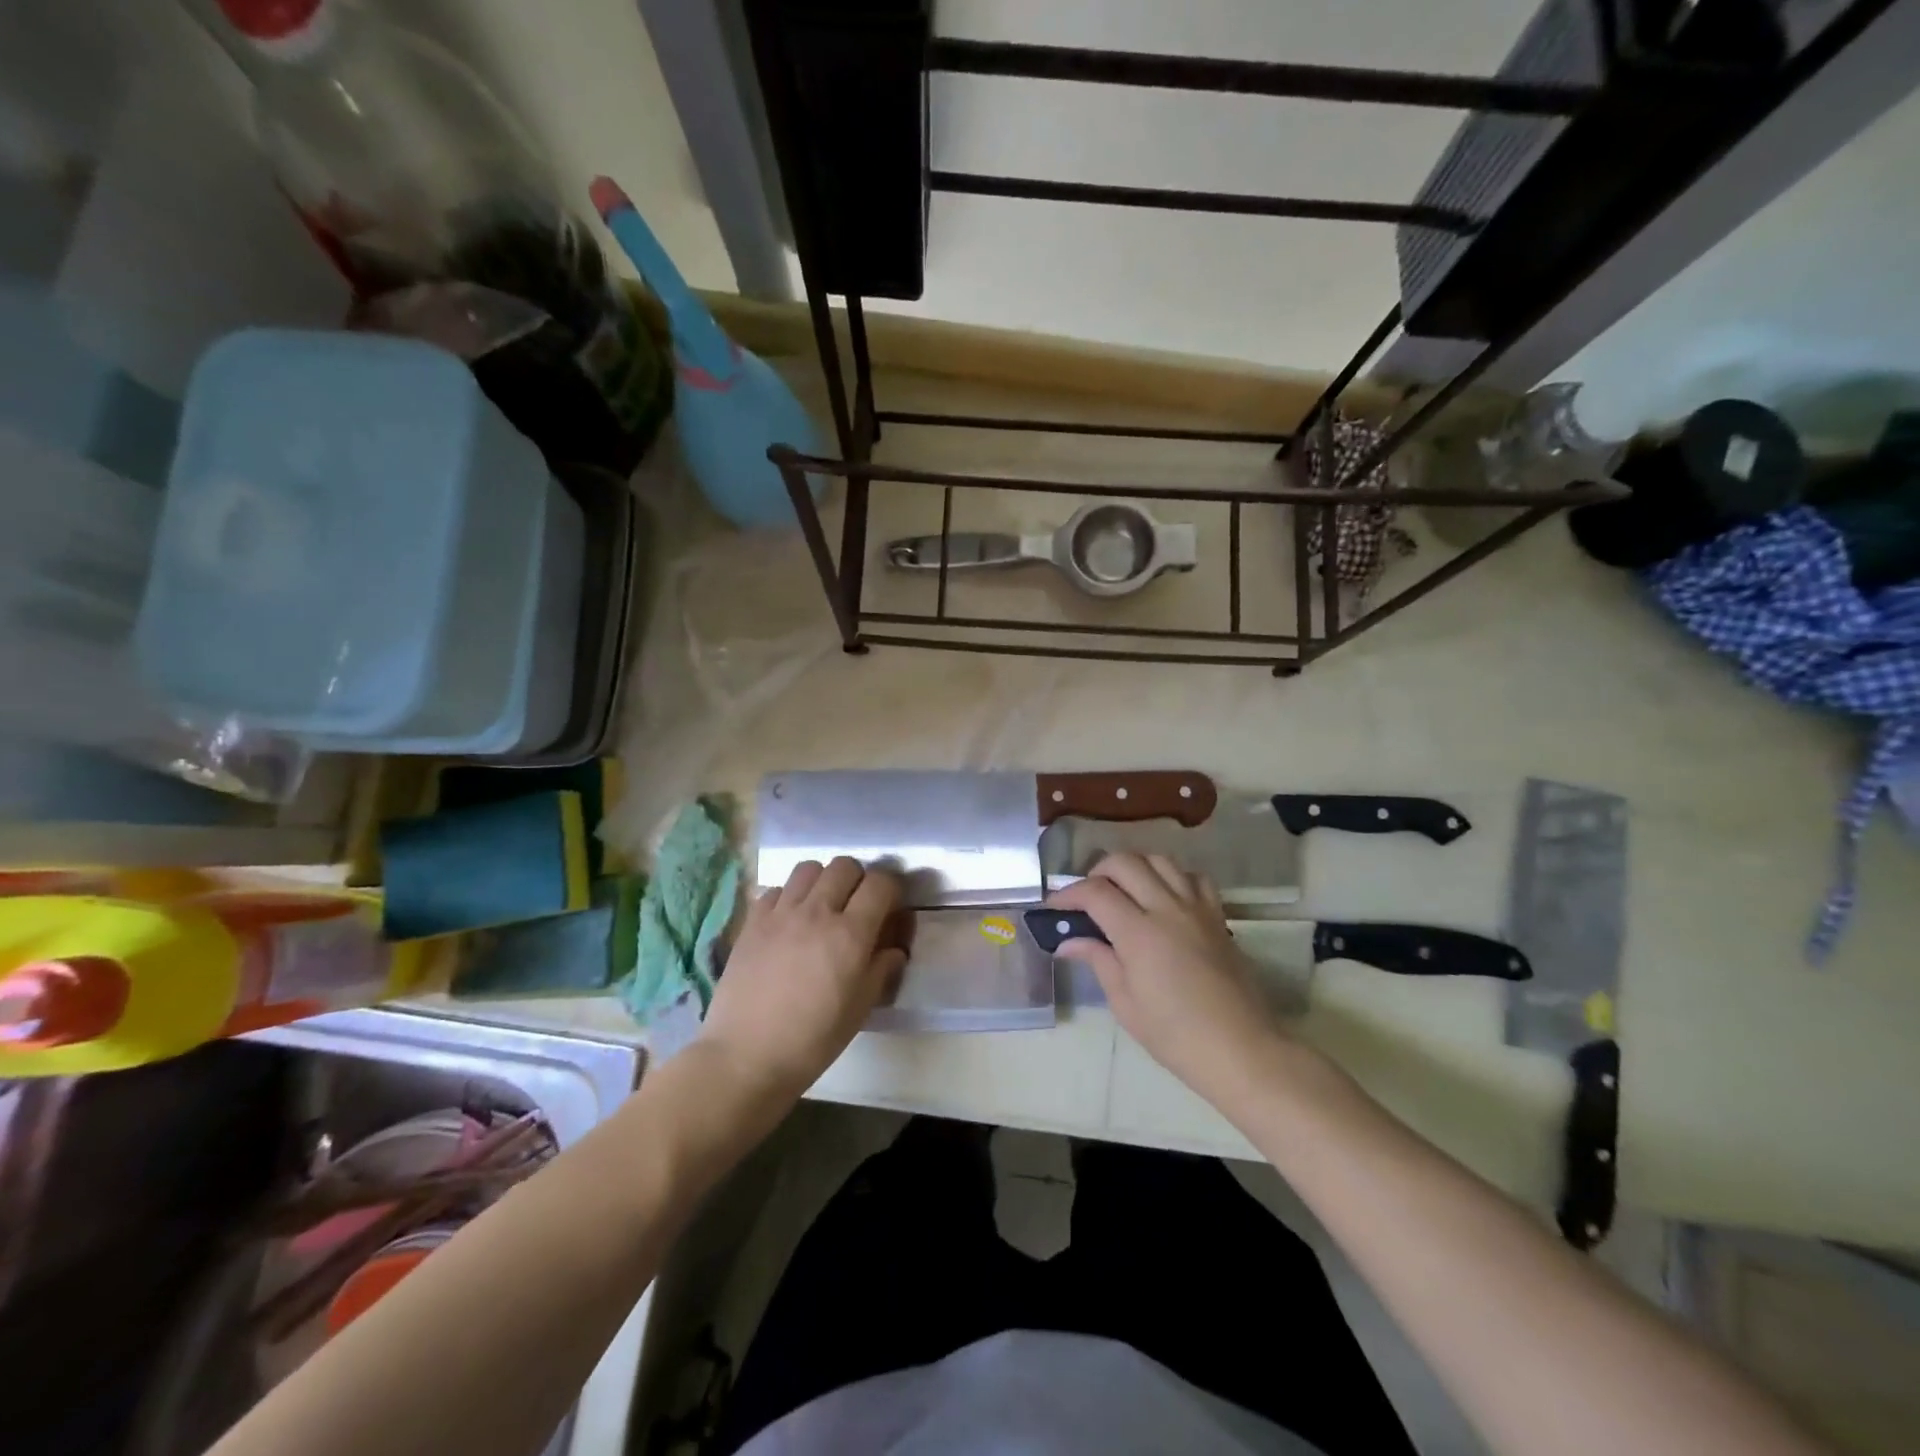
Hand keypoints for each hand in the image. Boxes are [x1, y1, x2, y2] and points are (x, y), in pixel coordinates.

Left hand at [698, 857, 905, 1106]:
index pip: (880, 883)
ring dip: (823, 881)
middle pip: (845, 865)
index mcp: (850, 934)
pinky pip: (777, 888)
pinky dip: (789, 896)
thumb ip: (882, 969)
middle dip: (858, 879)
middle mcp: (817, 911)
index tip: (890, 906)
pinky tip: (789, 921)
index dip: (891, 888)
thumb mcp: (861, 1008)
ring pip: (809, 868)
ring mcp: (781, 912)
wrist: (746, 1056)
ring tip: (822, 906)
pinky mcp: (753, 920)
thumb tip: (894, 948)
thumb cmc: (813, 1039)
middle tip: (857, 906)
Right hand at [1049, 853, 1283, 1106]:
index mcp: (1139, 933)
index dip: (1068, 895)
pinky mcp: (1217, 916)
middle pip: (1125, 863)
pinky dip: (1173, 877)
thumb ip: (1098, 961)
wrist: (1240, 1050)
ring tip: (1124, 891)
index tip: (1054, 908)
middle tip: (1087, 897)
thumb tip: (1068, 942)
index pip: (1095, 893)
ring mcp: (1196, 909)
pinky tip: (1165, 897)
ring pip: (1160, 861)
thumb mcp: (1125, 1004)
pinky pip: (1194, 878)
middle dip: (1098, 872)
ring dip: (1135, 867)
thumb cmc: (1175, 1035)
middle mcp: (1167, 909)